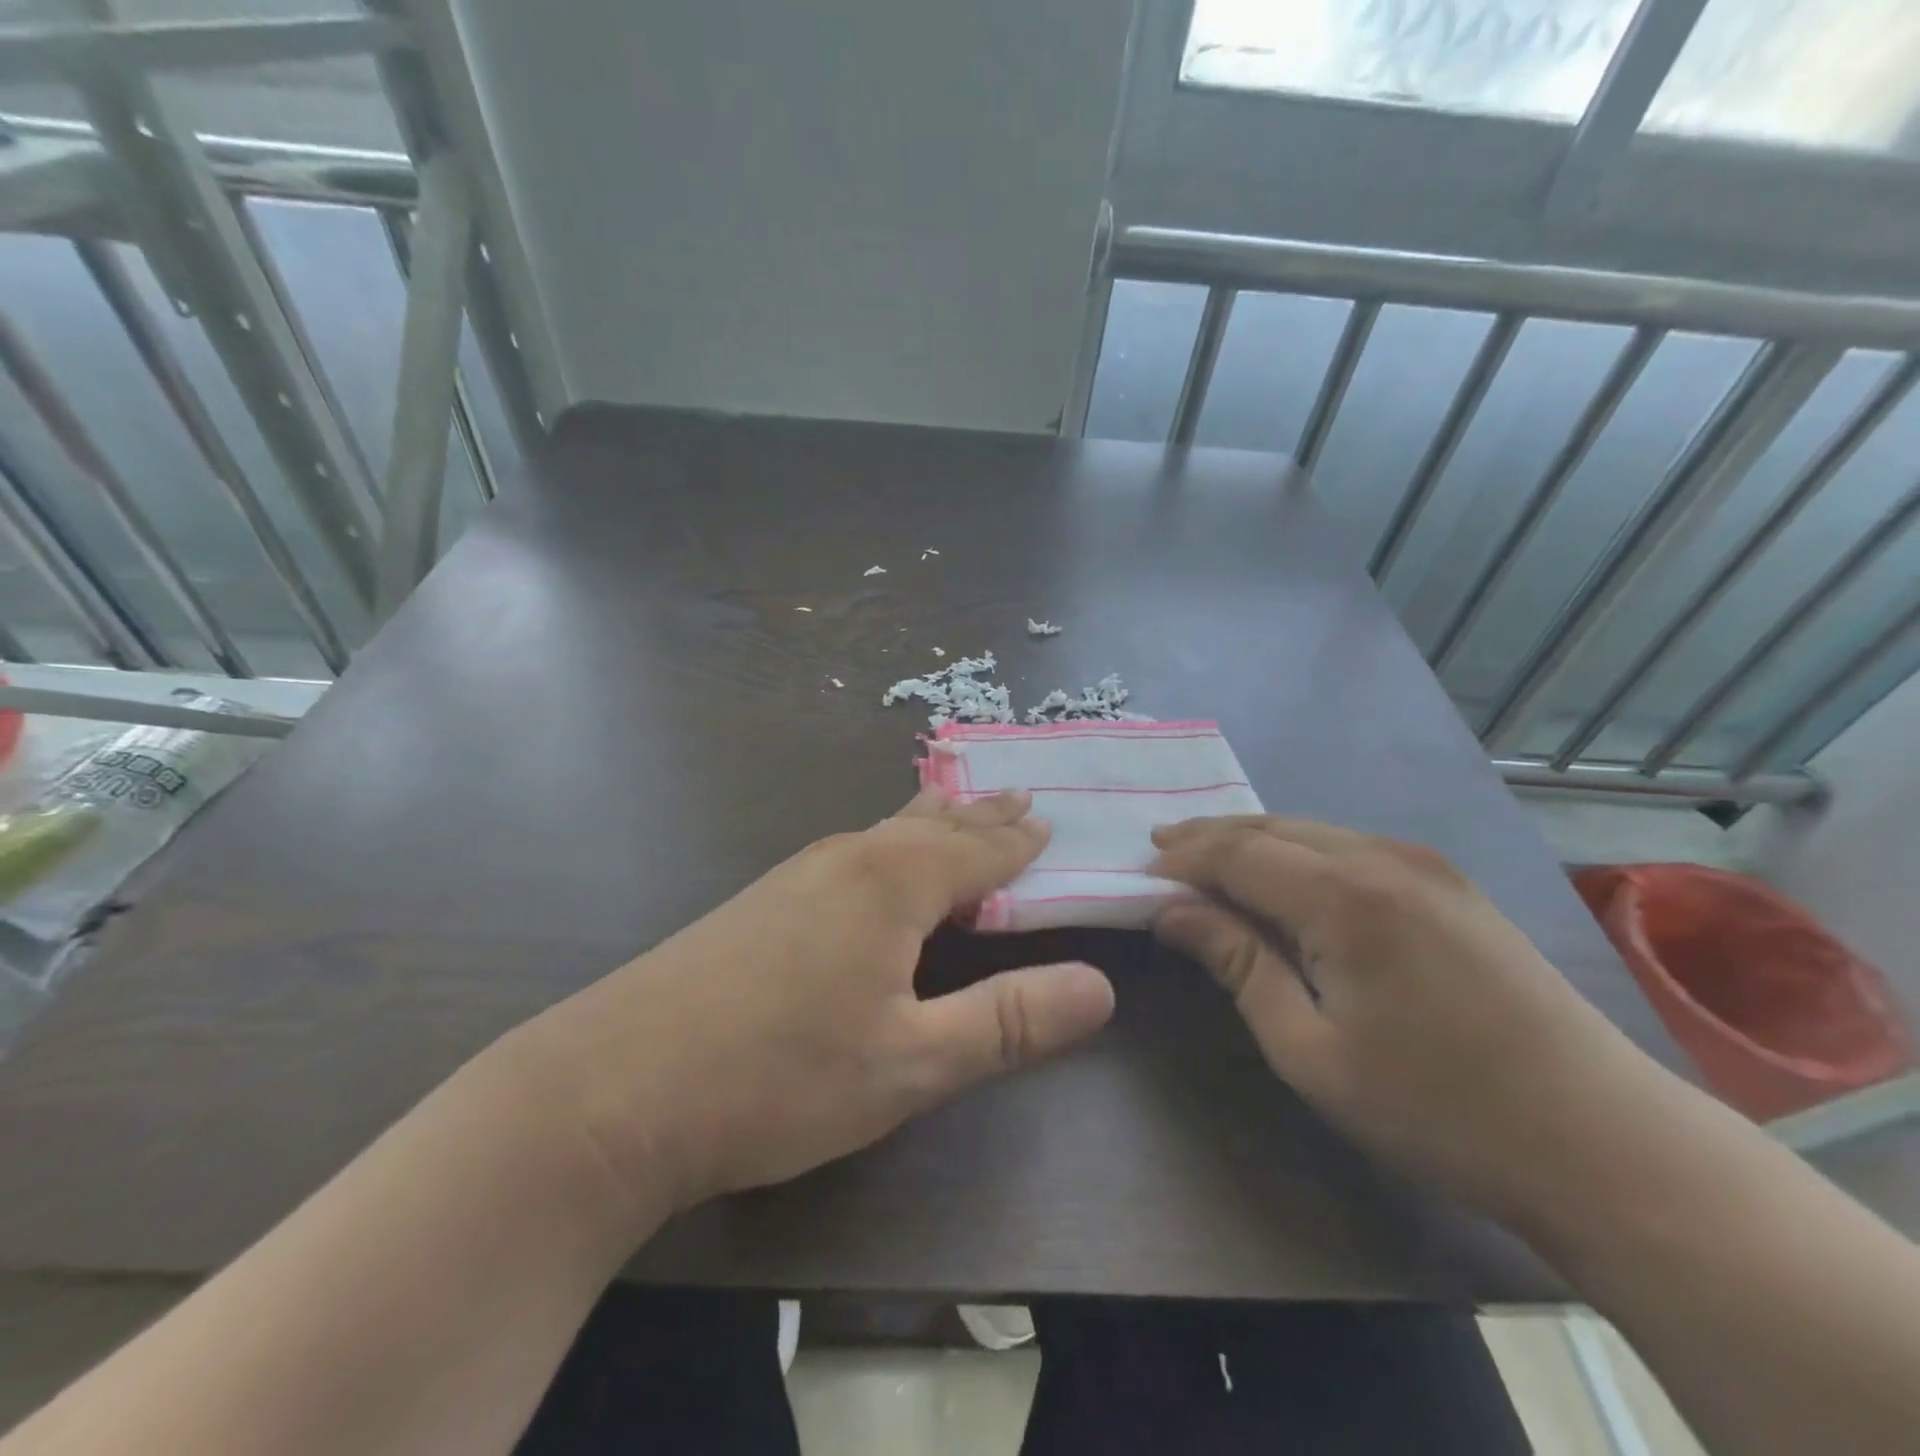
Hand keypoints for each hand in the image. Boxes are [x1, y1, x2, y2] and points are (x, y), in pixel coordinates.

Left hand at [521, 788, 1114, 1230]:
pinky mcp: (762, 900)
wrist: (613, 1089)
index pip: (980, 850)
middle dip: (982, 817)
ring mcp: (797, 874)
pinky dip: (891, 843)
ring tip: (961, 810)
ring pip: (887, 831)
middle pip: (933, 824)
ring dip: (934, 823)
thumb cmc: (778, 1077)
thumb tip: (1101, 986)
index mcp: (893, 881)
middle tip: (1021, 799)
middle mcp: (848, 858)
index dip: (1021, 842)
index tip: (1054, 822)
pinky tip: (879, 860)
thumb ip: (1009, 1021)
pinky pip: (852, 852)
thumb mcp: (913, 1064)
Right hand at [1149, 815, 1670, 1227]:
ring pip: (1312, 831)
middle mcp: (1382, 857)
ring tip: (1208, 860)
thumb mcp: (1309, 1049)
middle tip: (1160, 851)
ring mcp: (1425, 864)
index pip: (1237, 853)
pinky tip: (1284, 877)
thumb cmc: (1436, 1107)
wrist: (1602, 1141)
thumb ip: (1237, 964)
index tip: (1139, 872)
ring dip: (1253, 841)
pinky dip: (1298, 852)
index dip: (1182, 857)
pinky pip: (1349, 847)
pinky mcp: (1450, 883)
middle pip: (1271, 828)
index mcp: (1344, 896)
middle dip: (1209, 836)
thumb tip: (1171, 912)